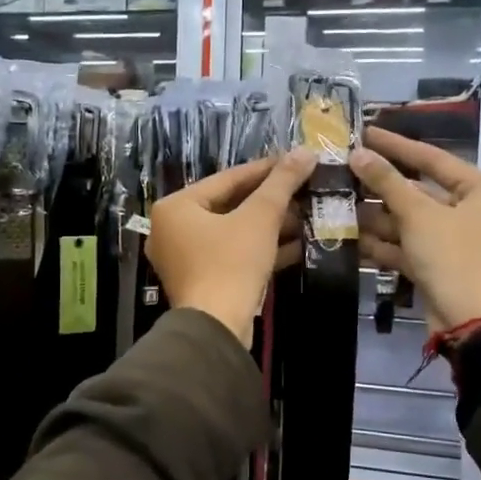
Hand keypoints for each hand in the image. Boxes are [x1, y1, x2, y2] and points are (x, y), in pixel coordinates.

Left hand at [148, 150, 317, 343]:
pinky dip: (261, 249)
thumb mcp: (259, 218)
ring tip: (307, 215)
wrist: (217, 328)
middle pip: (230, 205)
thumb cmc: (231, 263)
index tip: (296, 160)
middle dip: (271, 201)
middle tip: (305, 190)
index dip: (266, 169)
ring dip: (270, 226)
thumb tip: (306, 151)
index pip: (227, 179)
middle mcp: (173, 230)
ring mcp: (185, 259)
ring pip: (234, 232)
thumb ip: (281, 183)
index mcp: (176, 207)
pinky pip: (233, 255)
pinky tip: (299, 245)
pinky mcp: (202, 281)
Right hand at [350, 128, 480, 332]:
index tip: (365, 133)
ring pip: (409, 221)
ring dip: (376, 216)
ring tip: (338, 203)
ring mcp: (454, 241)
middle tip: (343, 171)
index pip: (433, 159)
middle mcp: (472, 211)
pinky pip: (407, 246)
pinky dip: (383, 243)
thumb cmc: (453, 257)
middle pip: (419, 192)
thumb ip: (386, 182)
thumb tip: (358, 154)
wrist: (470, 322)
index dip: (397, 146)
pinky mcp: (438, 266)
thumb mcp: (418, 214)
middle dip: (380, 187)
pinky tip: (350, 238)